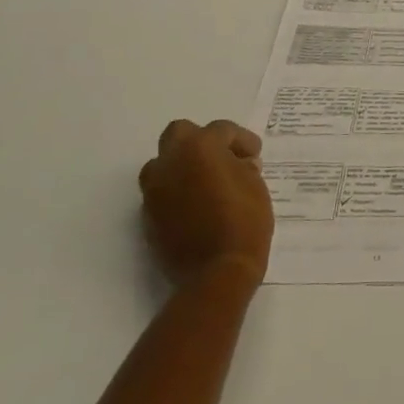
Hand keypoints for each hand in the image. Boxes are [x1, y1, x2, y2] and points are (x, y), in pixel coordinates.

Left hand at [139, 119, 272, 283]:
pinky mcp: (148, 216)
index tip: (255, 156)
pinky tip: (196, 206)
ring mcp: (154, 190)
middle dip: (201, 141)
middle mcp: (170, 163)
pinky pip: (161, 191)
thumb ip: (243, 167)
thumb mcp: (256, 185)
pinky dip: (176, 191)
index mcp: (200, 148)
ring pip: (163, 163)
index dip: (242, 140)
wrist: (216, 273)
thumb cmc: (244, 222)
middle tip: (223, 159)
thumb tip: (238, 164)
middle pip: (180, 133)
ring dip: (183, 166)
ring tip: (206, 183)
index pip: (221, 129)